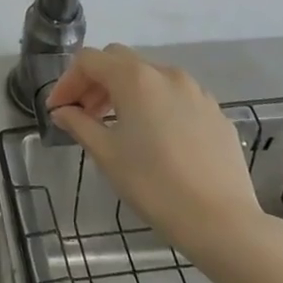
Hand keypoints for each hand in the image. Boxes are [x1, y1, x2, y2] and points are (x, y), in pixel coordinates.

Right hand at [47, 45, 273, 271]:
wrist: (223, 222)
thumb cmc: (155, 186)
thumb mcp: (107, 155)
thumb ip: (79, 125)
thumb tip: (62, 111)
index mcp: (135, 78)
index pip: (89, 60)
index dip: (68, 81)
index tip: (59, 110)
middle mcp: (165, 73)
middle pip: (119, 61)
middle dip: (95, 82)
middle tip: (83, 113)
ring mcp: (195, 91)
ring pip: (149, 76)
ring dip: (125, 92)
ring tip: (117, 126)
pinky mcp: (215, 112)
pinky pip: (175, 96)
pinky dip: (155, 105)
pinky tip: (155, 138)